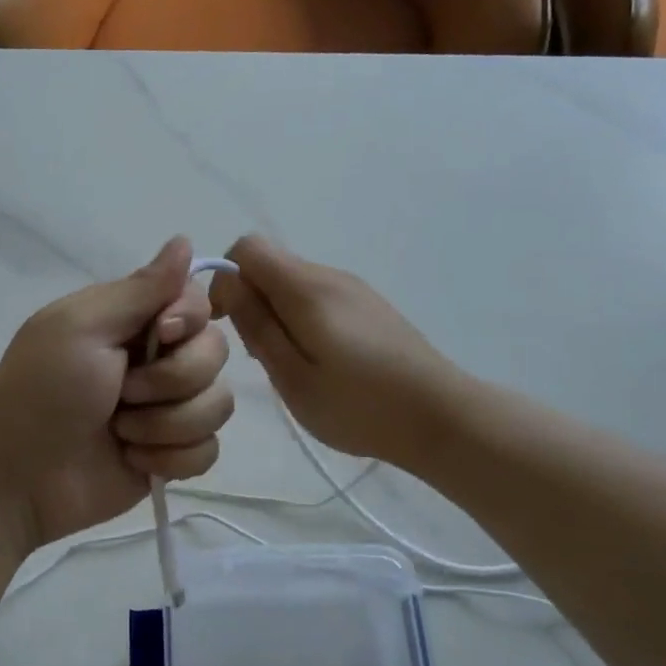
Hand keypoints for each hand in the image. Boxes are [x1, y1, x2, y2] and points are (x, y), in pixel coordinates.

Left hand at [0, 238, 233, 549]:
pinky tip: (132, 460)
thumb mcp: (81, 327)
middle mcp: (158, 359)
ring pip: (218, 405)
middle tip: (122, 394)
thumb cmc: (41, 393)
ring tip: (121, 432)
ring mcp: (168, 410)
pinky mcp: (173, 455)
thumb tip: (184, 239)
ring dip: (167, 424)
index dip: (189, 320)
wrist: (18, 478)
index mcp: (134, 321)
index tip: (159, 336)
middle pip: (216, 354)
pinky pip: (208, 451)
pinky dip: (171, 458)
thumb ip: (140, 289)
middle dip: (172, 380)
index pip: (199, 302)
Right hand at [209, 235, 458, 468]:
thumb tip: (226, 281)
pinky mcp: (370, 306)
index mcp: (306, 287)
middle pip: (271, 265)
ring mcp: (355, 289)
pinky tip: (321, 363)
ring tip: (291, 366)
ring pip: (294, 284)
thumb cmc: (358, 405)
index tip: (224, 323)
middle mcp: (330, 275)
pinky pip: (319, 298)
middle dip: (251, 301)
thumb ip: (256, 325)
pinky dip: (303, 320)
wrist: (441, 417)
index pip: (247, 248)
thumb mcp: (292, 375)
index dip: (225, 278)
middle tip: (261, 357)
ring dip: (277, 314)